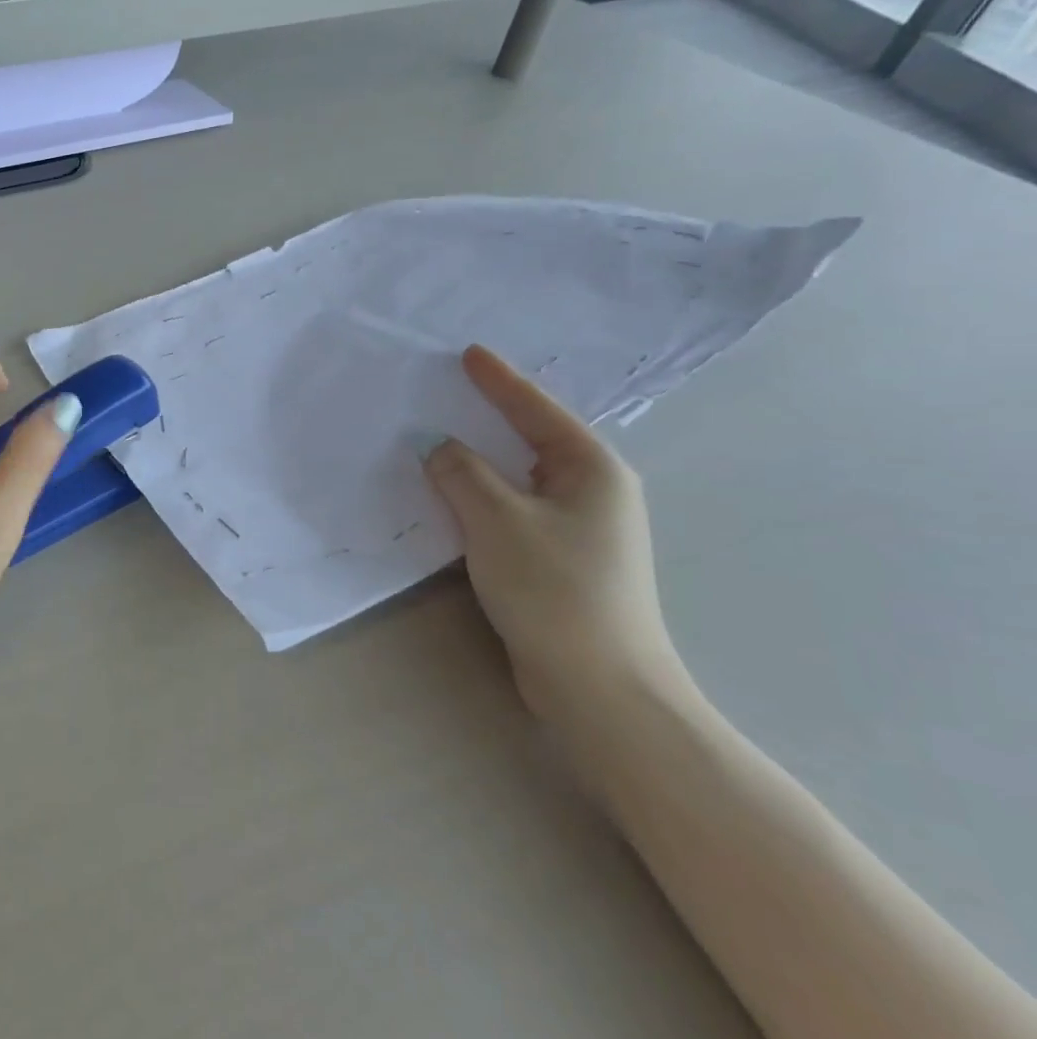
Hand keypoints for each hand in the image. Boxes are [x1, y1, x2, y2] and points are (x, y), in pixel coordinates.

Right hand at [422, 345, 695, 764]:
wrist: (598, 685)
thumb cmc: (553, 588)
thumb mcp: (496, 519)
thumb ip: (461, 472)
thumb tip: (439, 447)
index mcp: (591, 468)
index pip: (537, 409)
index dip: (499, 380)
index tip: (469, 352)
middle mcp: (594, 490)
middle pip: (534, 436)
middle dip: (494, 412)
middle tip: (454, 385)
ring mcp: (581, 526)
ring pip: (522, 474)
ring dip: (485, 455)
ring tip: (448, 430)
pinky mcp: (562, 556)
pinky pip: (515, 505)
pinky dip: (484, 491)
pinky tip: (458, 491)